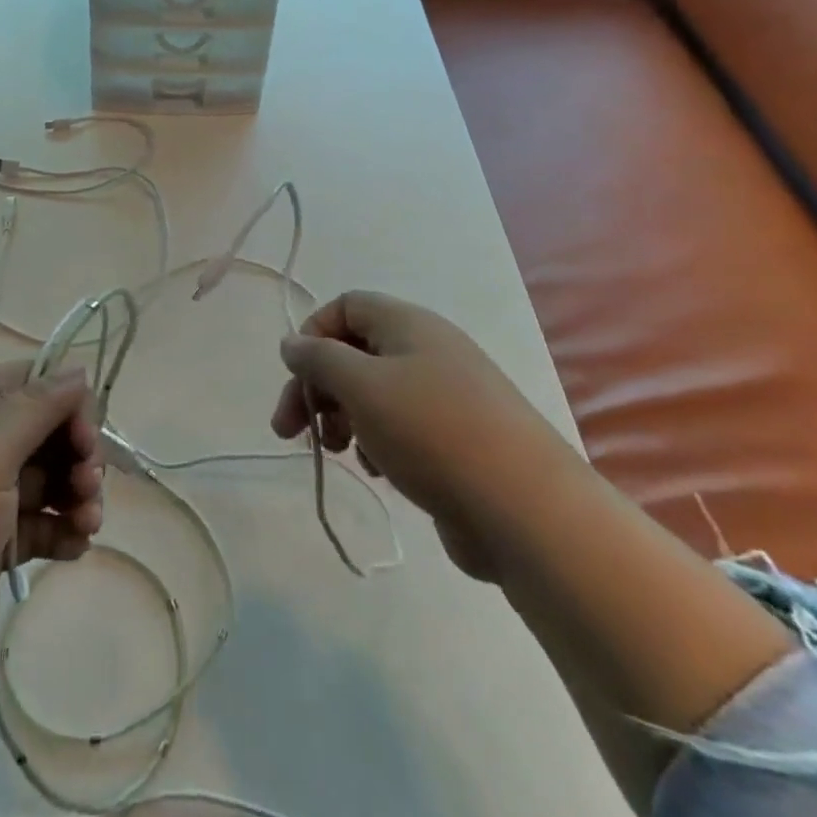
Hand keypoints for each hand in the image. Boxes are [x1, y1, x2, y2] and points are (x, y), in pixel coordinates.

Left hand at [0, 362, 103, 709]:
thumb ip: (39, 407)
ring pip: (48, 482)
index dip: (68, 401)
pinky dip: (62, 532)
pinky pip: (38, 527)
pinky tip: (77, 546)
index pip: (33, 383)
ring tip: (87, 522)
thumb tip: (77, 370)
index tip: (86, 436)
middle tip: (89, 486)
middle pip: (47, 433)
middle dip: (78, 454)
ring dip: (77, 496)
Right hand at [271, 290, 574, 582]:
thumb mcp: (361, 385)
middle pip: (354, 353)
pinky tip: (378, 470)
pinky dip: (377, 442)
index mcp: (408, 324)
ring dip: (344, 418)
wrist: (526, 510)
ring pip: (374, 393)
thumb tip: (291, 342)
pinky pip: (401, 427)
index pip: (345, 306)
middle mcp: (427, 350)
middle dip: (317, 388)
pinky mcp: (456, 439)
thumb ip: (318, 358)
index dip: (313, 334)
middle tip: (289, 431)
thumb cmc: (432, 432)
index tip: (295, 377)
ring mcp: (445, 395)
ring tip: (339, 452)